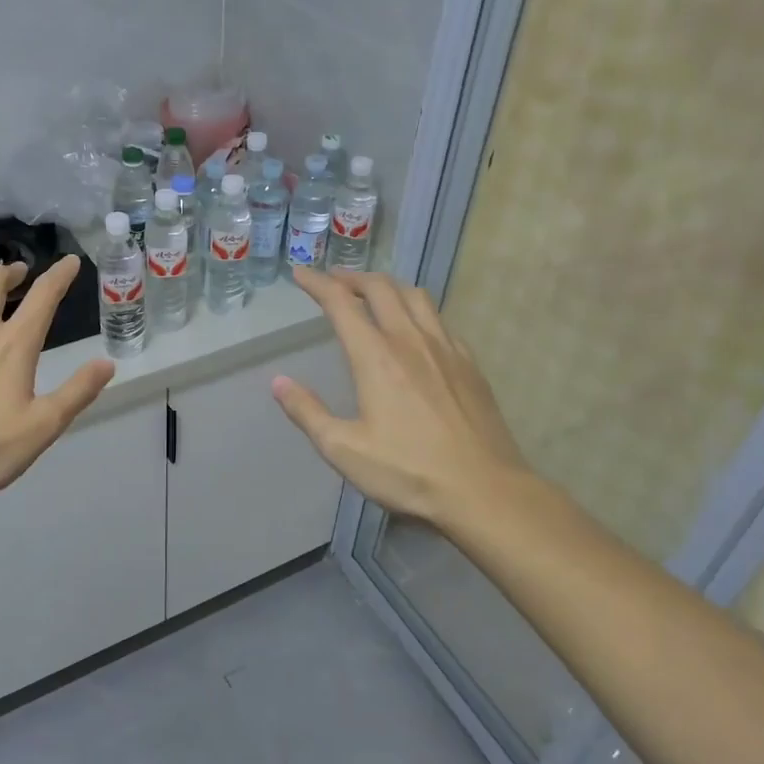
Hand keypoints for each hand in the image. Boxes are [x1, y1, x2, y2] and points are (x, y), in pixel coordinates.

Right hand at [273, 267, 526, 530]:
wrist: (484, 491)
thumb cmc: (408, 472)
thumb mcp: (344, 449)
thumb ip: (308, 412)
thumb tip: (279, 382)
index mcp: (376, 357)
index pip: (341, 303)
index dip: (317, 283)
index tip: (300, 273)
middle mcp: (410, 340)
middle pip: (381, 288)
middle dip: (352, 278)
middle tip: (334, 282)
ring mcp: (446, 349)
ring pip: (415, 296)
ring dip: (388, 286)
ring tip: (374, 295)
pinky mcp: (469, 364)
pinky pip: (440, 321)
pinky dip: (418, 311)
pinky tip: (417, 330)